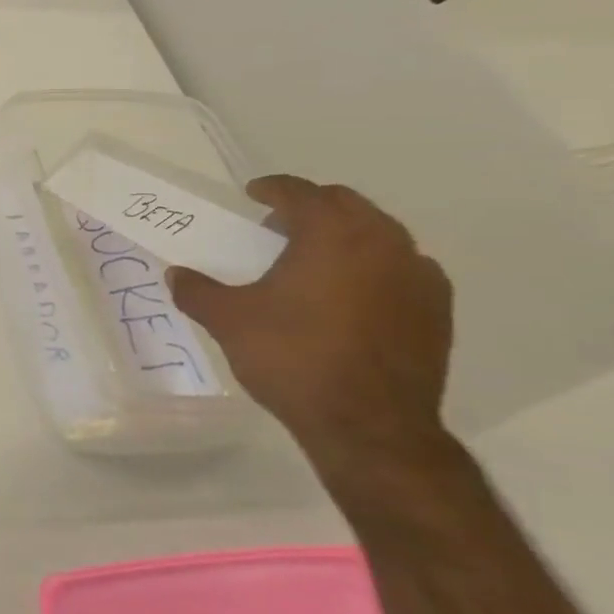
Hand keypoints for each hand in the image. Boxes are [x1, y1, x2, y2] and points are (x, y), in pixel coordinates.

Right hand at [167, 176, 452, 479]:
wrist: (369, 425)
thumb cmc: (292, 358)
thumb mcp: (228, 321)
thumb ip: (197, 291)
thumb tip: (176, 275)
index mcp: (331, 234)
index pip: (301, 193)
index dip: (273, 188)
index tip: (252, 194)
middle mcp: (383, 243)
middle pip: (346, 205)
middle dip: (310, 208)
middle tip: (276, 227)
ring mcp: (418, 276)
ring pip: (379, 235)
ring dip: (344, 236)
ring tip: (312, 261)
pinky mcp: (437, 310)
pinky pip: (402, 268)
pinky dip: (373, 267)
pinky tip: (351, 295)